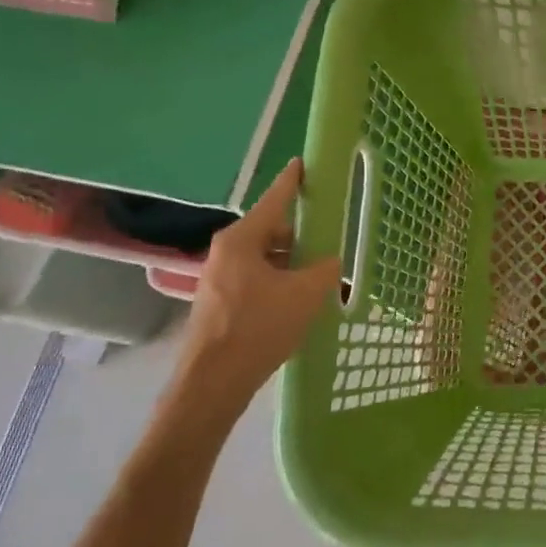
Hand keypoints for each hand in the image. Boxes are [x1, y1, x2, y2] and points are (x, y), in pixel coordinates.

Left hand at [165, 158, 340, 438]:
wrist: (213, 383)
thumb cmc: (259, 327)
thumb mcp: (305, 294)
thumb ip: (326, 269)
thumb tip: (332, 262)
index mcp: (242, 240)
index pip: (274, 200)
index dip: (292, 181)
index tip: (303, 163)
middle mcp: (226, 252)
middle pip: (272, 231)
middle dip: (302, 237)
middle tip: (330, 245)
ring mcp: (220, 278)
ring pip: (266, 258)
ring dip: (292, 263)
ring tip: (320, 279)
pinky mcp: (220, 302)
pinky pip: (257, 278)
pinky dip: (279, 282)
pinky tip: (298, 301)